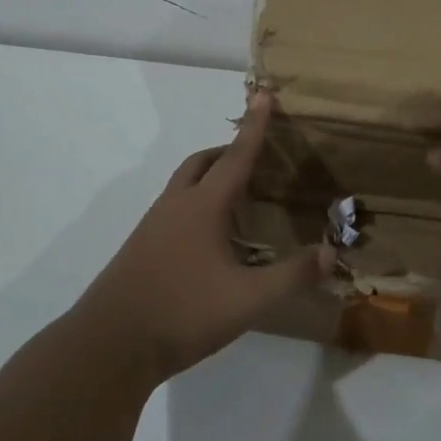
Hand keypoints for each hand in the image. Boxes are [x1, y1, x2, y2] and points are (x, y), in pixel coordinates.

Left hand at [73, 92, 332, 383]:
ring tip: (235, 196)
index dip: (255, 127)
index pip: (236, 157)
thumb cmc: (182, 312)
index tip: (264, 95)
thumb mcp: (248, 299)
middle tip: (252, 155)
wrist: (108, 346)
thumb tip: (331, 253)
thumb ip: (291, 276)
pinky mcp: (140, 250)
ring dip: (208, 177)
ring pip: (183, 186)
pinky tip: (208, 238)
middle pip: (201, 163)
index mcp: (203, 207)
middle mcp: (175, 207)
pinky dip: (195, 204)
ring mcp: (153, 227)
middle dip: (227, 151)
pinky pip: (173, 209)